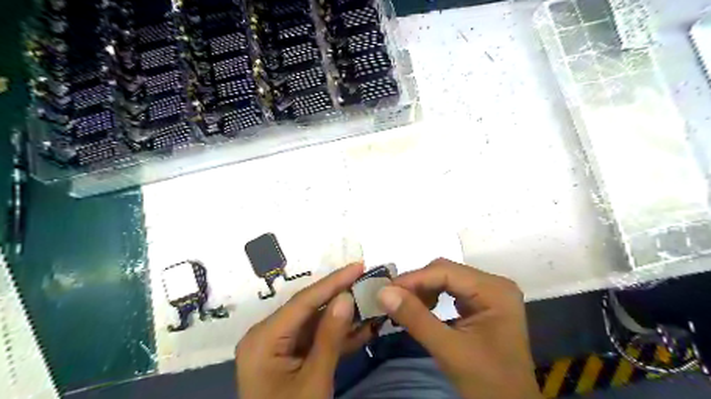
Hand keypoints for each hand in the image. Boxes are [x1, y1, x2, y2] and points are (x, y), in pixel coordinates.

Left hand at [235, 264, 376, 396]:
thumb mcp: (314, 381)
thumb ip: (330, 337)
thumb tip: (346, 298)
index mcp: (263, 339)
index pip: (303, 301)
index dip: (333, 282)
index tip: (358, 266)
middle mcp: (267, 335)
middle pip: (309, 308)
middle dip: (341, 296)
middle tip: (367, 280)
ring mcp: (279, 346)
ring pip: (316, 323)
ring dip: (344, 316)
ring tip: (370, 301)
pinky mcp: (291, 356)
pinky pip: (316, 339)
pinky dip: (338, 336)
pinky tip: (363, 328)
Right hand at [381, 259, 541, 398]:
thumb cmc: (487, 382)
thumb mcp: (449, 350)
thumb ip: (415, 318)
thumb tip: (382, 292)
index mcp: (494, 290)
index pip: (445, 271)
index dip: (413, 279)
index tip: (385, 291)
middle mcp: (494, 284)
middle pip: (445, 272)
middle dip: (417, 285)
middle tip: (391, 299)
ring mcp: (489, 293)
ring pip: (446, 280)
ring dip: (422, 291)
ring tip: (404, 306)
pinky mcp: (483, 304)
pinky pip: (451, 291)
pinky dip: (432, 298)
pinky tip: (421, 310)